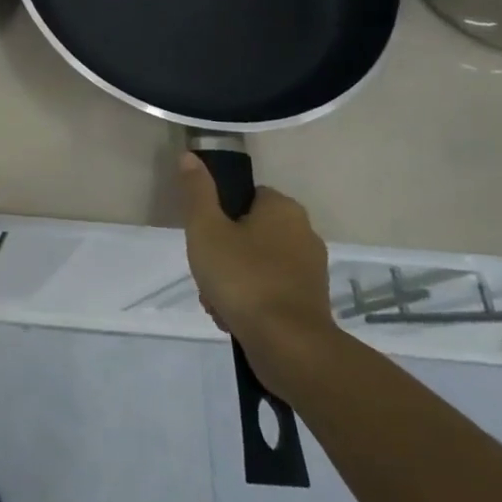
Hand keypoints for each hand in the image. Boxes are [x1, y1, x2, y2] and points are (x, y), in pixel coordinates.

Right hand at [180, 154, 338, 395]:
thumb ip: (197, 192)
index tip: (204, 238)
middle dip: (223, 253)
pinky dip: (251, 301)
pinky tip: (234, 319)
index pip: (245, 196)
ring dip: (233, 280)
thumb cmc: (243, 277)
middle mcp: (304, 233)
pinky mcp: (310, 303)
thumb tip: (190, 155)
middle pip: (248, 232)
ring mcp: (310, 270)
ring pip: (256, 264)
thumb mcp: (206, 229)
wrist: (289, 346)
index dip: (219, 215)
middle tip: (207, 273)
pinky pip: (270, 291)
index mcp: (283, 208)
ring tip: (217, 302)